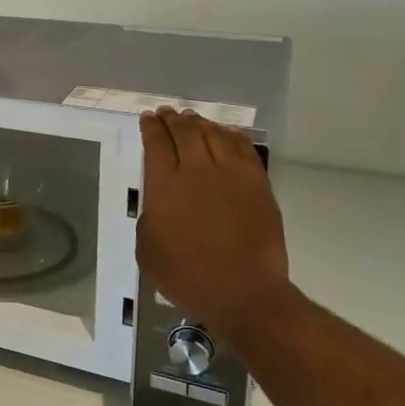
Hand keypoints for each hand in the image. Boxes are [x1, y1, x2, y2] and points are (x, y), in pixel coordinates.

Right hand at [135, 110, 290, 336]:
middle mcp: (196, 171)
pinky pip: (243, 149)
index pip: (156, 143)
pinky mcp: (257, 185)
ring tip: (193, 119)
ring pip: (214, 135)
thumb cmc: (187, 276)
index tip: (148, 119)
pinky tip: (226, 134)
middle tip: (167, 113)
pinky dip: (232, 136)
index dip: (151, 128)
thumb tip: (158, 204)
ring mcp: (231, 175)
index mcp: (165, 185)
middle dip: (173, 119)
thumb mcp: (147, 248)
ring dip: (201, 123)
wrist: (243, 292)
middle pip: (185, 132)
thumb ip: (148, 217)